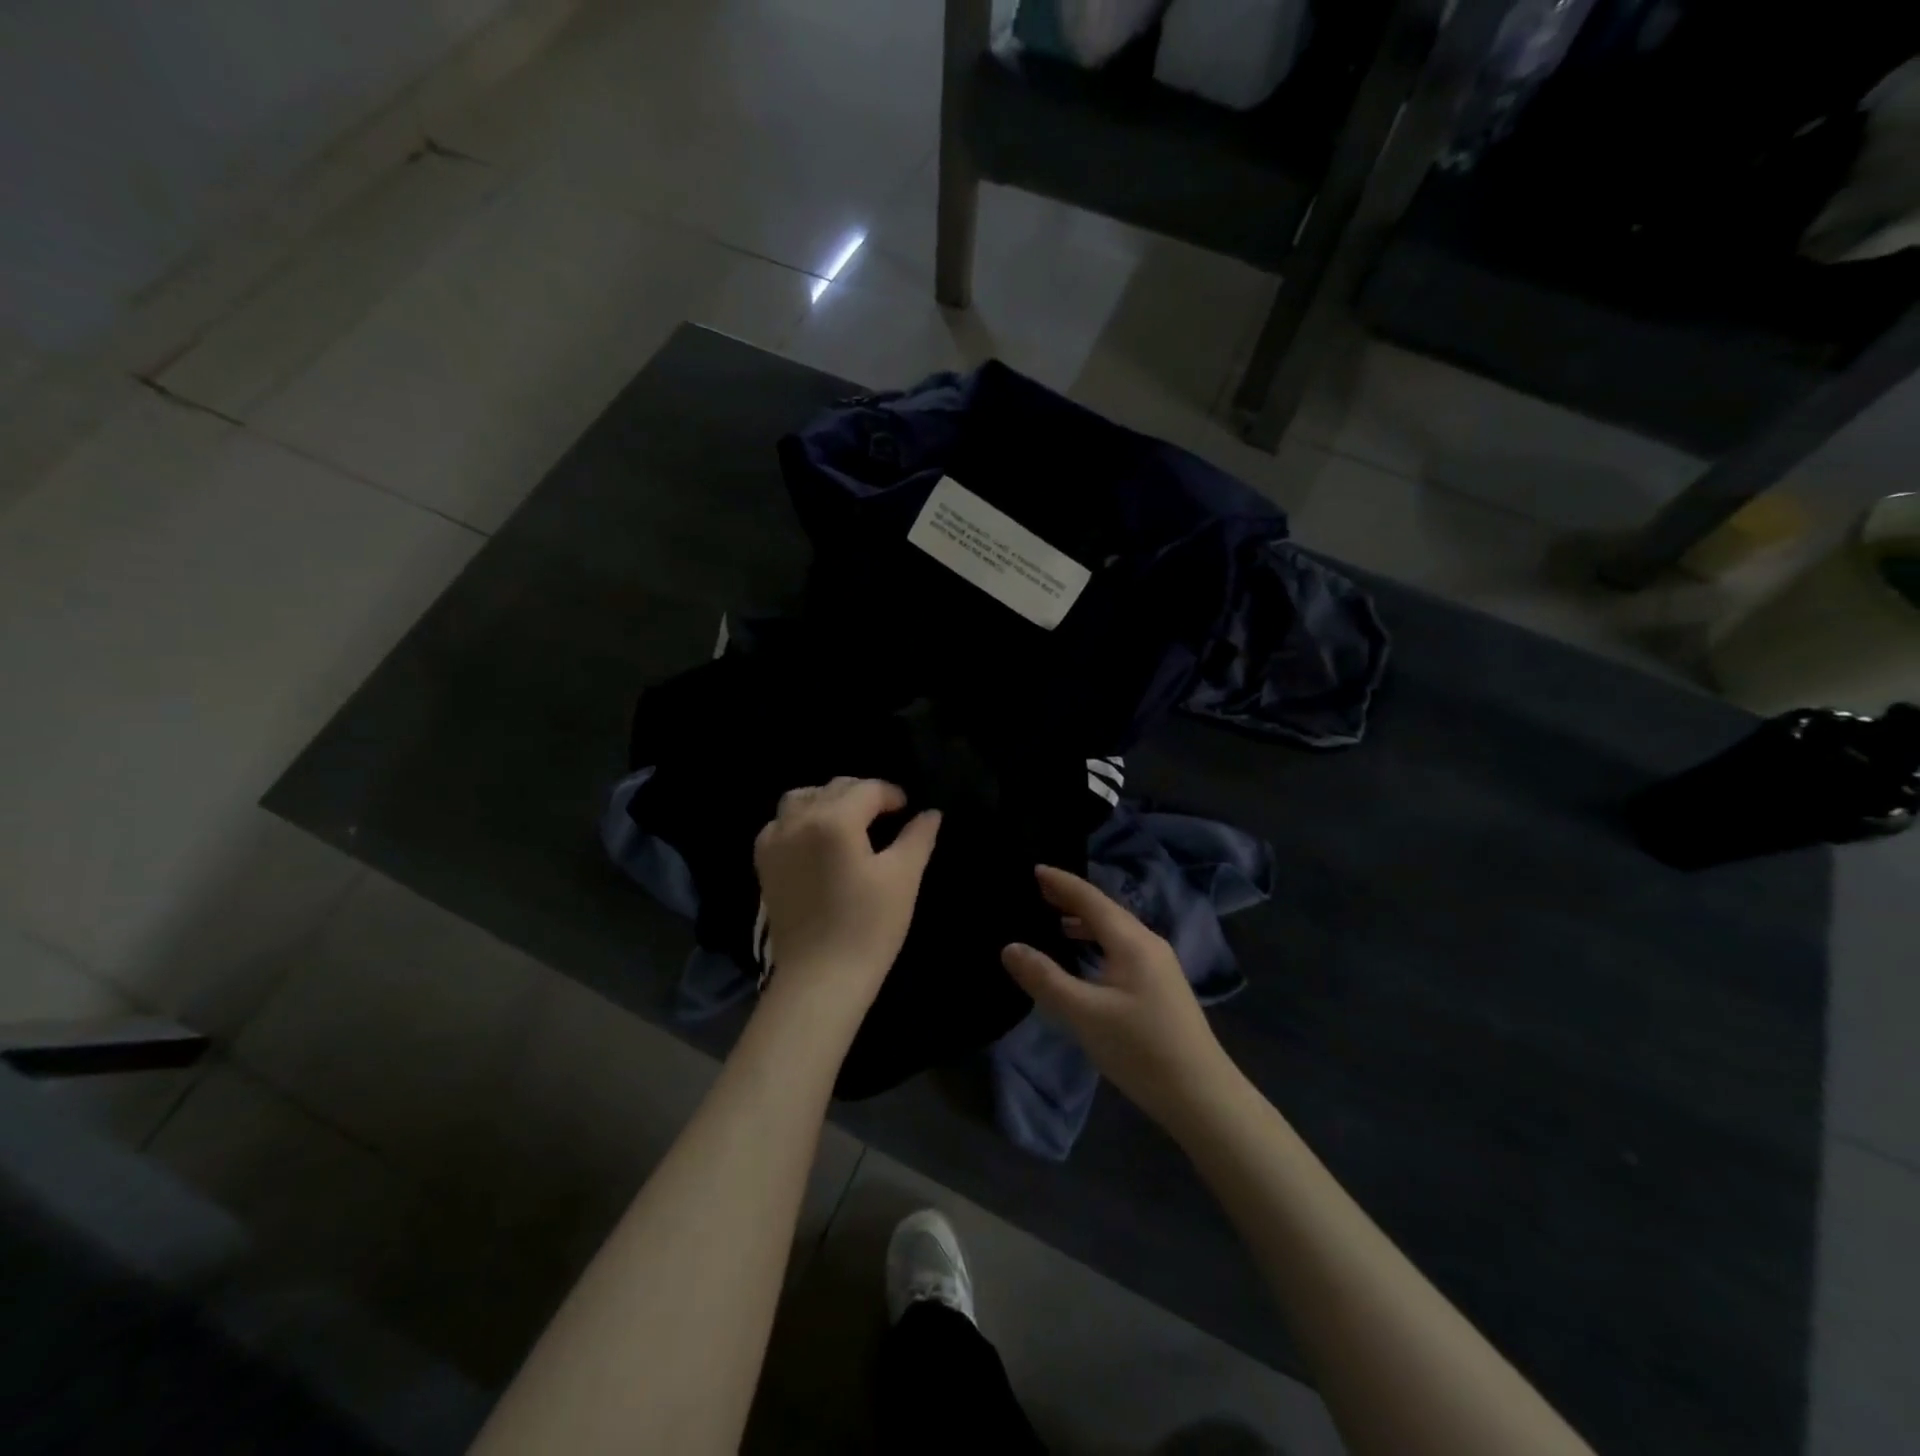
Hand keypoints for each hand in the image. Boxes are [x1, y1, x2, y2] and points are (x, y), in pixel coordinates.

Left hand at [753, 778, 940, 1021]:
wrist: (820, 979)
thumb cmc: (868, 927)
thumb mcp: (903, 877)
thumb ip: (917, 837)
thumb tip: (930, 813)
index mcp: (834, 819)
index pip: (868, 789)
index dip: (893, 795)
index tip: (908, 811)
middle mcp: (798, 820)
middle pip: (834, 788)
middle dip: (862, 795)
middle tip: (886, 818)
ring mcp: (775, 841)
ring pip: (801, 799)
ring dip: (827, 801)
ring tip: (849, 823)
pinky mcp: (764, 863)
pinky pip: (780, 824)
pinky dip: (801, 821)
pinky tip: (818, 842)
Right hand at [1002, 866, 1239, 1136]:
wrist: (1202, 1096)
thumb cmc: (1140, 1049)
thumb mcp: (1084, 1014)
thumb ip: (1045, 979)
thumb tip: (1010, 947)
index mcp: (1132, 941)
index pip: (1090, 899)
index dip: (1062, 883)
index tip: (1034, 868)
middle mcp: (1148, 944)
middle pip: (1105, 910)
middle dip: (1072, 899)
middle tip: (1038, 891)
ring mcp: (1159, 965)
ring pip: (1116, 931)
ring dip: (1085, 923)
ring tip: (1055, 922)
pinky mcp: (1161, 987)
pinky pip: (1122, 949)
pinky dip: (1098, 943)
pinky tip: (1086, 960)